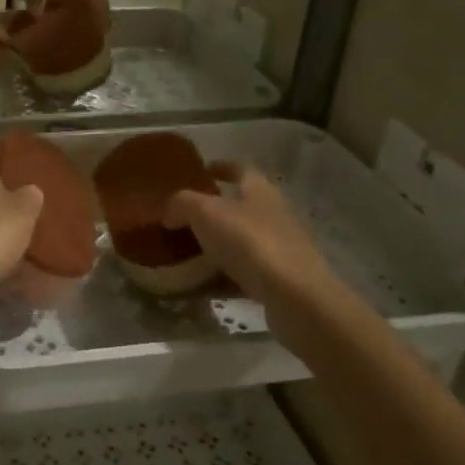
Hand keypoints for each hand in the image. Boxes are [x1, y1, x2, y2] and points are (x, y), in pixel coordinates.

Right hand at [163, 163, 357, 313]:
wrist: (295, 297)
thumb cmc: (250, 242)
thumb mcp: (204, 213)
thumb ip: (181, 204)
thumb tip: (169, 212)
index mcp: (260, 190)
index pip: (240, 169)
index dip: (221, 167)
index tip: (201, 171)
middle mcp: (273, 215)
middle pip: (240, 207)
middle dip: (212, 211)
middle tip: (181, 217)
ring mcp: (279, 249)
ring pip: (240, 242)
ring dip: (215, 246)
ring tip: (184, 254)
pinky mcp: (279, 281)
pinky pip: (242, 274)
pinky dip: (221, 277)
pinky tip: (199, 286)